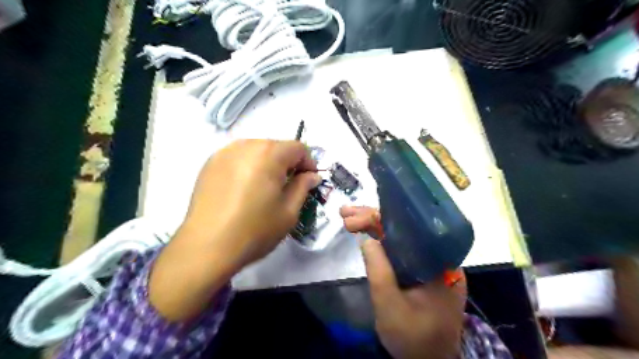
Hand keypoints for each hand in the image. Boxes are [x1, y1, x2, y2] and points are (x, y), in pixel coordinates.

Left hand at [180, 139, 319, 267]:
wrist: (206, 248)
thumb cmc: (254, 230)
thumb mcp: (289, 211)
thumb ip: (303, 187)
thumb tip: (311, 176)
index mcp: (269, 154)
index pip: (298, 148)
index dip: (308, 163)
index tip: (308, 182)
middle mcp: (246, 145)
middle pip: (276, 146)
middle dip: (287, 163)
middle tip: (288, 186)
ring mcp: (224, 153)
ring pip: (256, 150)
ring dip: (267, 164)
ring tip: (265, 188)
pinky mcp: (209, 164)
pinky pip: (238, 158)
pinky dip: (248, 167)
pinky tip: (244, 189)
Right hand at [342, 207, 467, 357]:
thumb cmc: (413, 338)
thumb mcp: (390, 306)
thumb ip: (378, 270)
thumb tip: (367, 238)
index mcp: (441, 263)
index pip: (410, 227)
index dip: (379, 217)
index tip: (353, 216)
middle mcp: (440, 257)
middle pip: (405, 228)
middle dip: (373, 218)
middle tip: (345, 213)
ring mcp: (432, 263)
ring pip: (402, 236)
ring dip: (375, 227)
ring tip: (349, 219)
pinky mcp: (422, 270)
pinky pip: (403, 249)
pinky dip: (382, 241)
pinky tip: (367, 234)